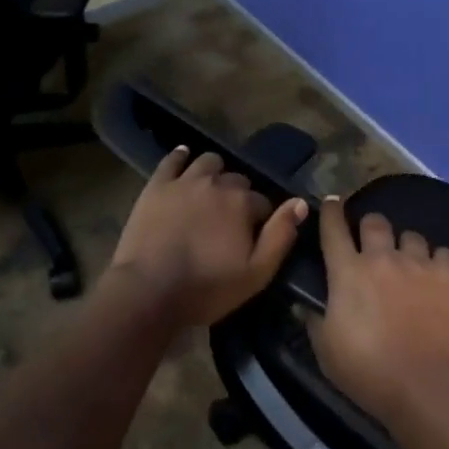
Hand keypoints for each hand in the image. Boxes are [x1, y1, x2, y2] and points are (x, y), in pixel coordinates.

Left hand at [108, 147, 308, 326]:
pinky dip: (181, 157)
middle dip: (238, 195)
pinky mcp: (157, 185)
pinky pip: (172, 160)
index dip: (261, 219)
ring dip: (215, 173)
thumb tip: (300, 203)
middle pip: (237, 180)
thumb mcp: (256, 273)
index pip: (263, 202)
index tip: (252, 236)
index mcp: (242, 203)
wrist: (148, 291)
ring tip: (210, 191)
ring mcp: (184, 181)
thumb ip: (281, 235)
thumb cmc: (206, 288)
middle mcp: (217, 183)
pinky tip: (183, 158)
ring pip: (208, 162)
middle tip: (229, 219)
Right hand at [308, 197, 448, 425]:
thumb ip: (314, 322)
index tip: (331, 202)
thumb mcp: (328, 355)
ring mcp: (419, 264)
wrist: (434, 389)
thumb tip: (303, 305)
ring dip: (405, 246)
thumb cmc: (372, 375)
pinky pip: (443, 253)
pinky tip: (438, 276)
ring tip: (408, 264)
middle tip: (371, 245)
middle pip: (374, 222)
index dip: (331, 211)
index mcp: (348, 272)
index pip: (333, 228)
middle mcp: (382, 258)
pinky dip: (438, 261)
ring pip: (410, 235)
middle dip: (370, 227)